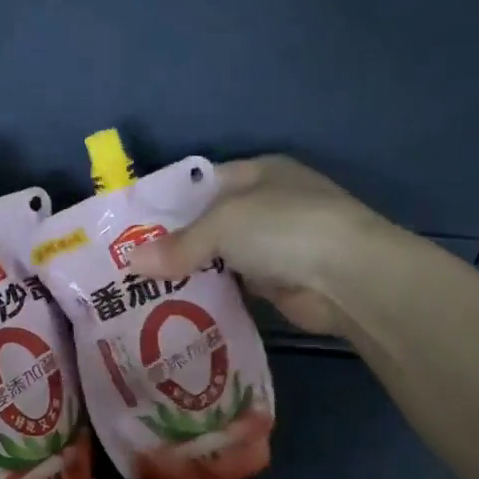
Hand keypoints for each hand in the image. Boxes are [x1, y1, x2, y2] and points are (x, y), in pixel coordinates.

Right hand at [126, 156, 402, 334]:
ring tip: (142, 289)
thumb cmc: (284, 228)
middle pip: (207, 223)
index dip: (167, 202)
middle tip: (129, 264)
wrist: (349, 277)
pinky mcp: (278, 282)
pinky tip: (176, 306)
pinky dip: (209, 294)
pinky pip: (232, 286)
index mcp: (257, 172)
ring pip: (218, 257)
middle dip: (173, 242)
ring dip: (189, 272)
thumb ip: (178, 244)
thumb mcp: (223, 224)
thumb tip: (132, 263)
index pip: (201, 183)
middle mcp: (266, 205)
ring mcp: (275, 245)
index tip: (131, 226)